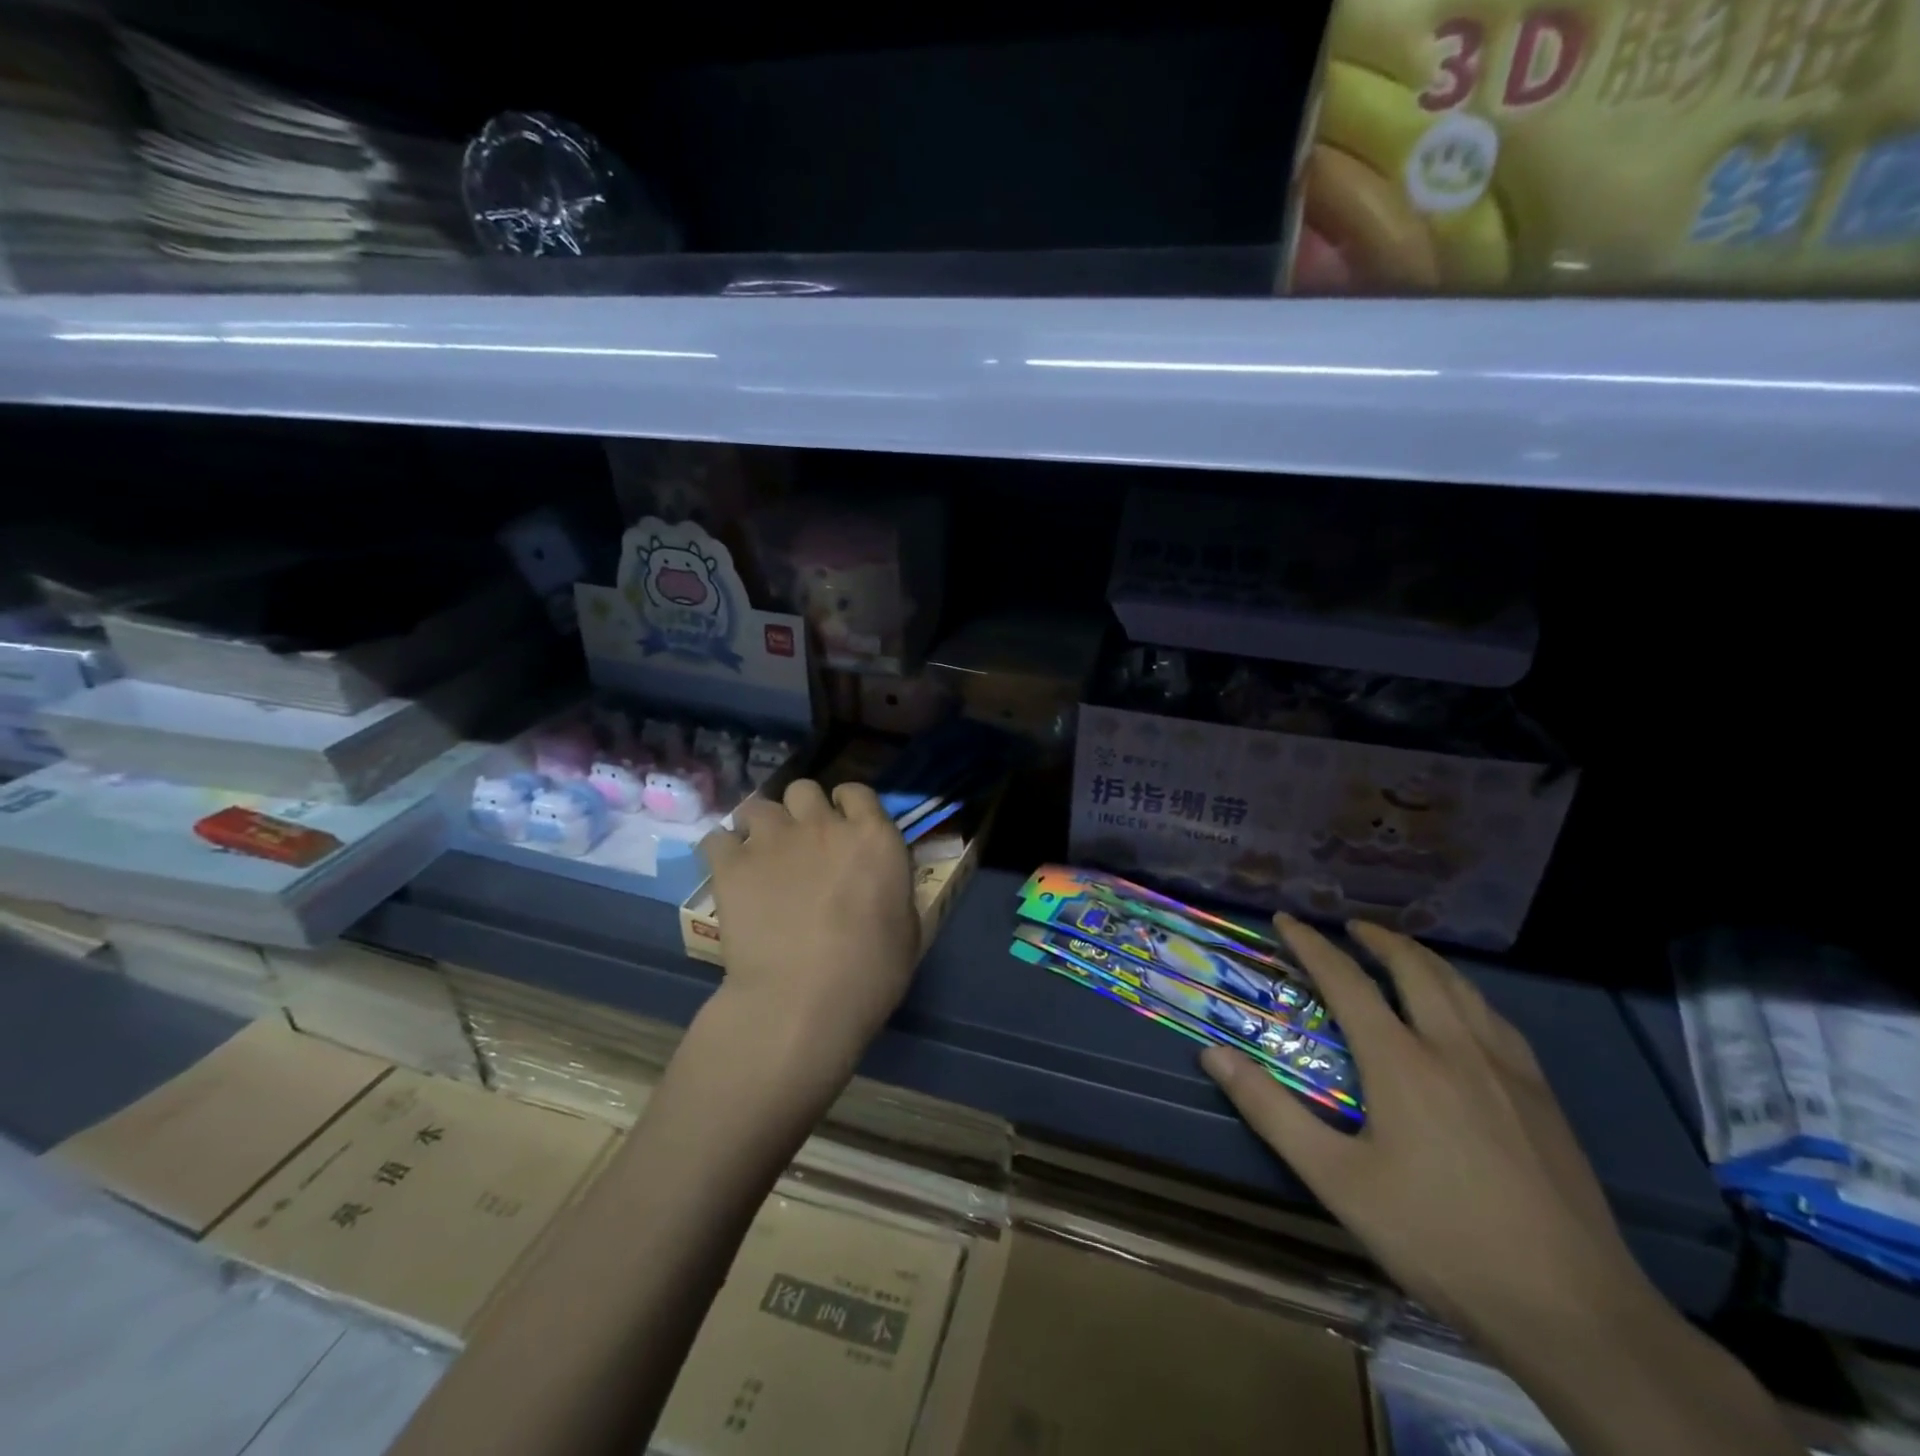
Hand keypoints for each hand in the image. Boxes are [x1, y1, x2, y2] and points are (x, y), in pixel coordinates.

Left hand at [699, 780, 918, 1071]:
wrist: (803, 1001)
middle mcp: (824, 825)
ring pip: (758, 805)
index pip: (857, 791)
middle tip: (800, 843)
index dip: (846, 806)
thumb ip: (892, 889)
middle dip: (801, 810)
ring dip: (760, 825)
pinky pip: (716, 838)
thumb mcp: (907, 928)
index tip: (842, 826)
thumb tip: (881, 883)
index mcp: (874, 837)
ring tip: (759, 854)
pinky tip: (728, 872)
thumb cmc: (870, 973)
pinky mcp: (732, 864)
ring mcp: (774, 840)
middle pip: (804, 788)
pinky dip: (722, 851)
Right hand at [1202, 915, 1657, 1354]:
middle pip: (1414, 969)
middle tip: (1351, 926)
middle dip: (1378, 939)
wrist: (1573, 1310)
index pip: (1346, 981)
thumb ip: (1272, 1111)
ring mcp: (1507, 1069)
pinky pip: (1497, 1018)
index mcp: (1401, 1061)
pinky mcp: (1543, 1096)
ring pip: (1461, 987)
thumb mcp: (1337, 1181)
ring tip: (1401, 951)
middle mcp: (1454, 1047)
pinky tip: (1466, 1009)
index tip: (1287, 920)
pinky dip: (1466, 992)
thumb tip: (1214, 1053)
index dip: (1311, 945)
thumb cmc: (1438, 1238)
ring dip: (1423, 958)